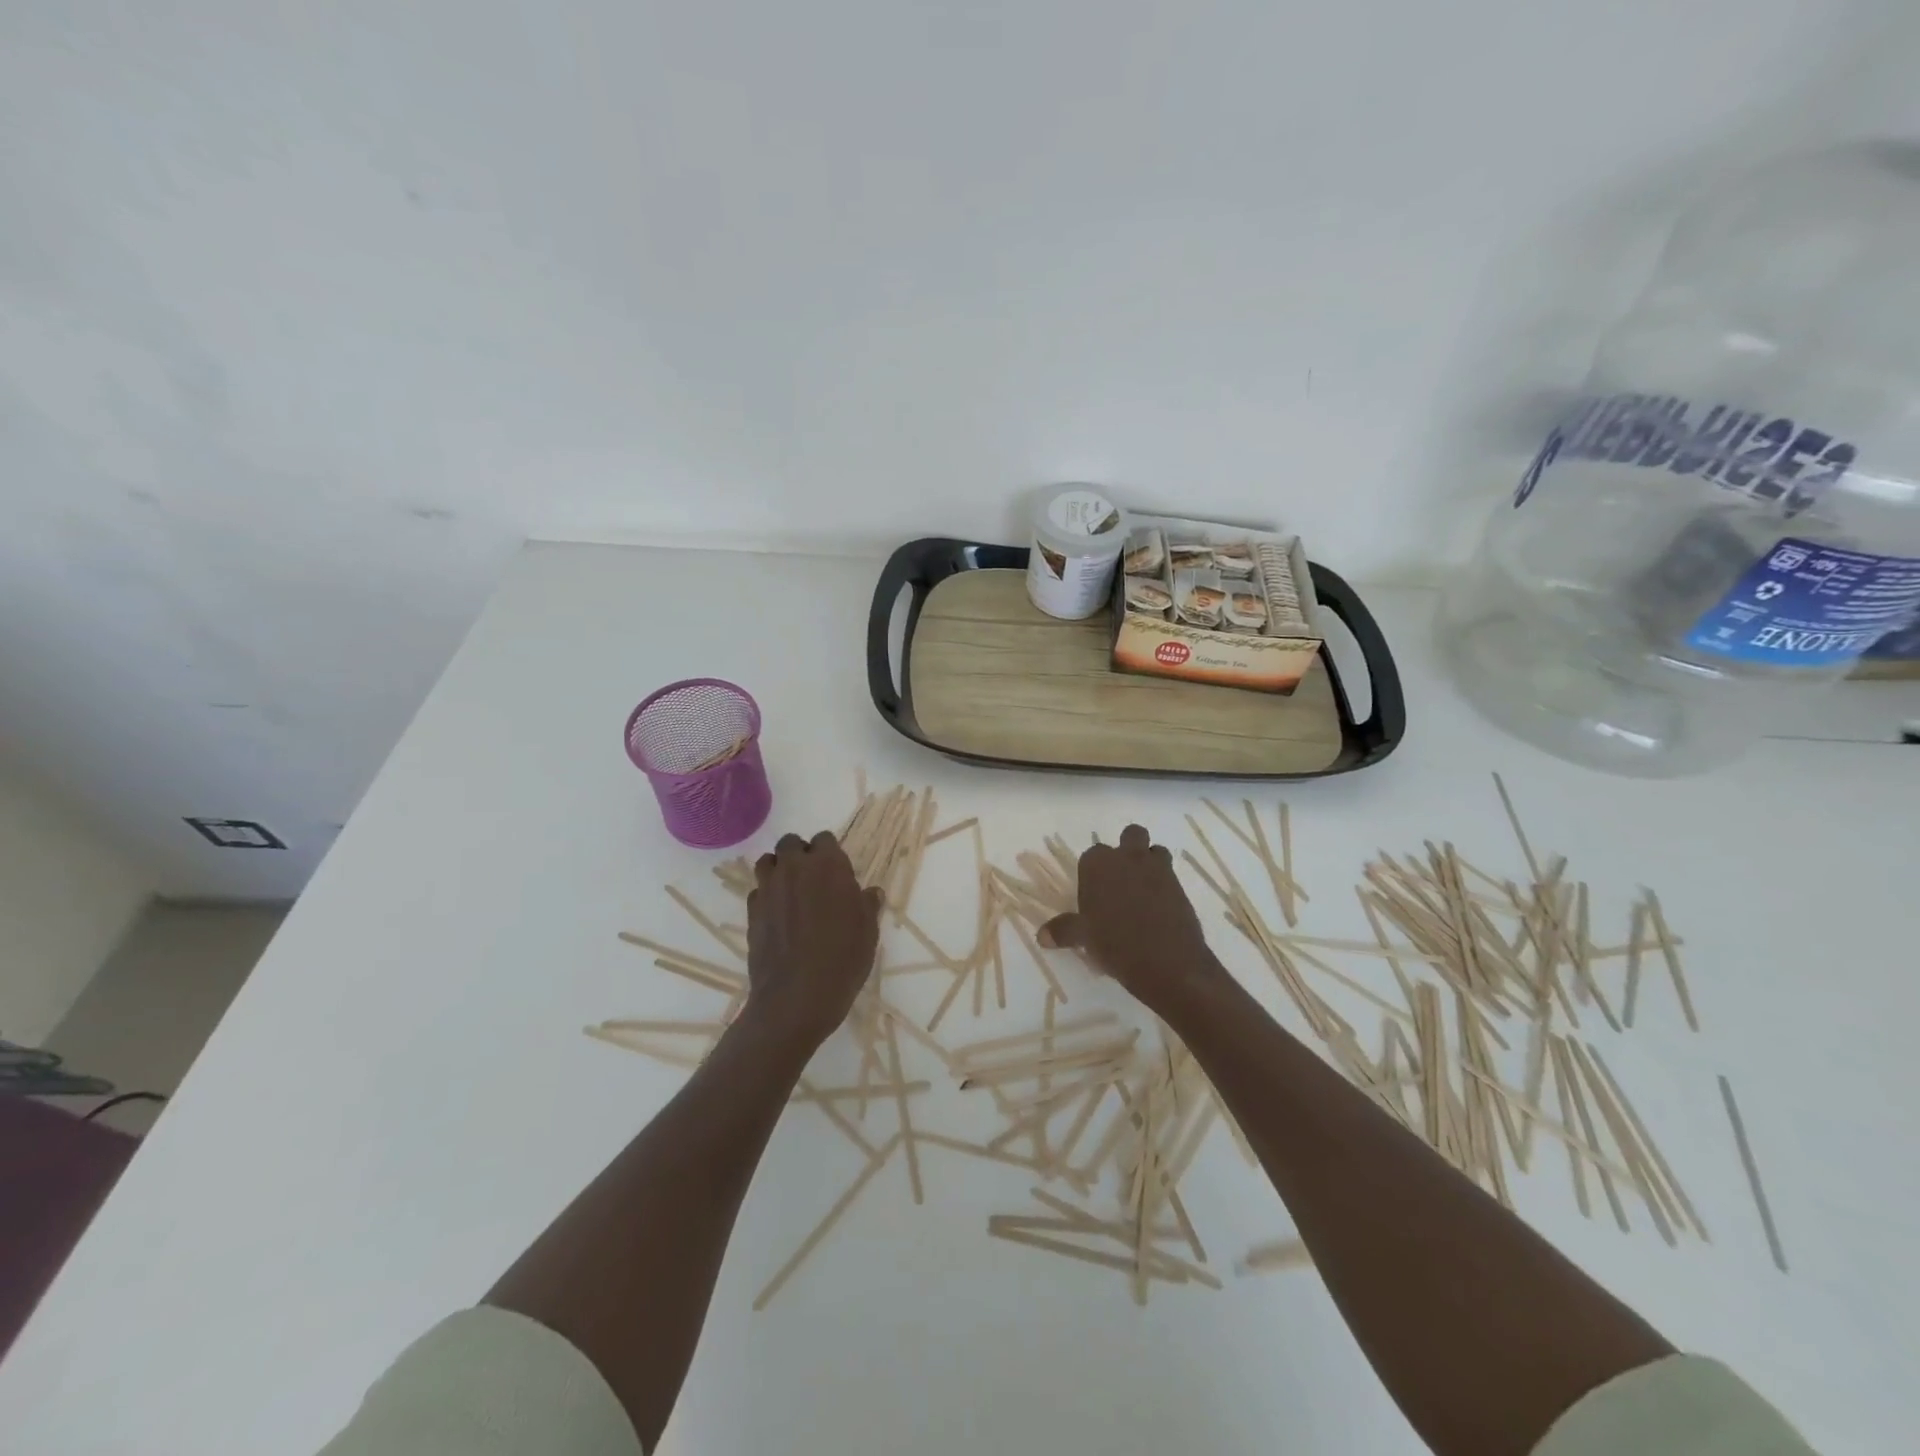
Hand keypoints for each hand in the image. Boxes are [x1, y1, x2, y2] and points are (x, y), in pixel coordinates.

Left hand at [743, 831, 882, 1048]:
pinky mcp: (751, 911)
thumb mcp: (868, 931)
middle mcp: (795, 868)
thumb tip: (870, 893)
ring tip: (790, 892)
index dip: (830, 853)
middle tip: (813, 879)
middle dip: (800, 854)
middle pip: (791, 843)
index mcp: (828, 865)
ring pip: (768, 862)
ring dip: (779, 869)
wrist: (796, 996)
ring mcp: (769, 888)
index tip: (837, 872)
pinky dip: (766, 896)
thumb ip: (867, 904)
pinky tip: (777, 916)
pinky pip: (757, 890)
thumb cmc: (842, 959)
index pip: (824, 839)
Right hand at [1039, 824, 1229, 1017]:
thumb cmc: (1115, 944)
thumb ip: (1063, 931)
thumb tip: (1042, 936)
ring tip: (1142, 891)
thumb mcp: (1083, 938)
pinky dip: (1165, 886)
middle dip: (1127, 849)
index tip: (1093, 894)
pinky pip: (1171, 875)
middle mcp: (1128, 858)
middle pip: (1131, 835)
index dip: (1093, 872)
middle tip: (1119, 881)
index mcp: (1099, 864)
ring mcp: (1157, 869)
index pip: (1092, 855)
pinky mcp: (1180, 886)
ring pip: (1155, 850)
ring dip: (1149, 863)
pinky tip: (1158, 910)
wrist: (1168, 962)